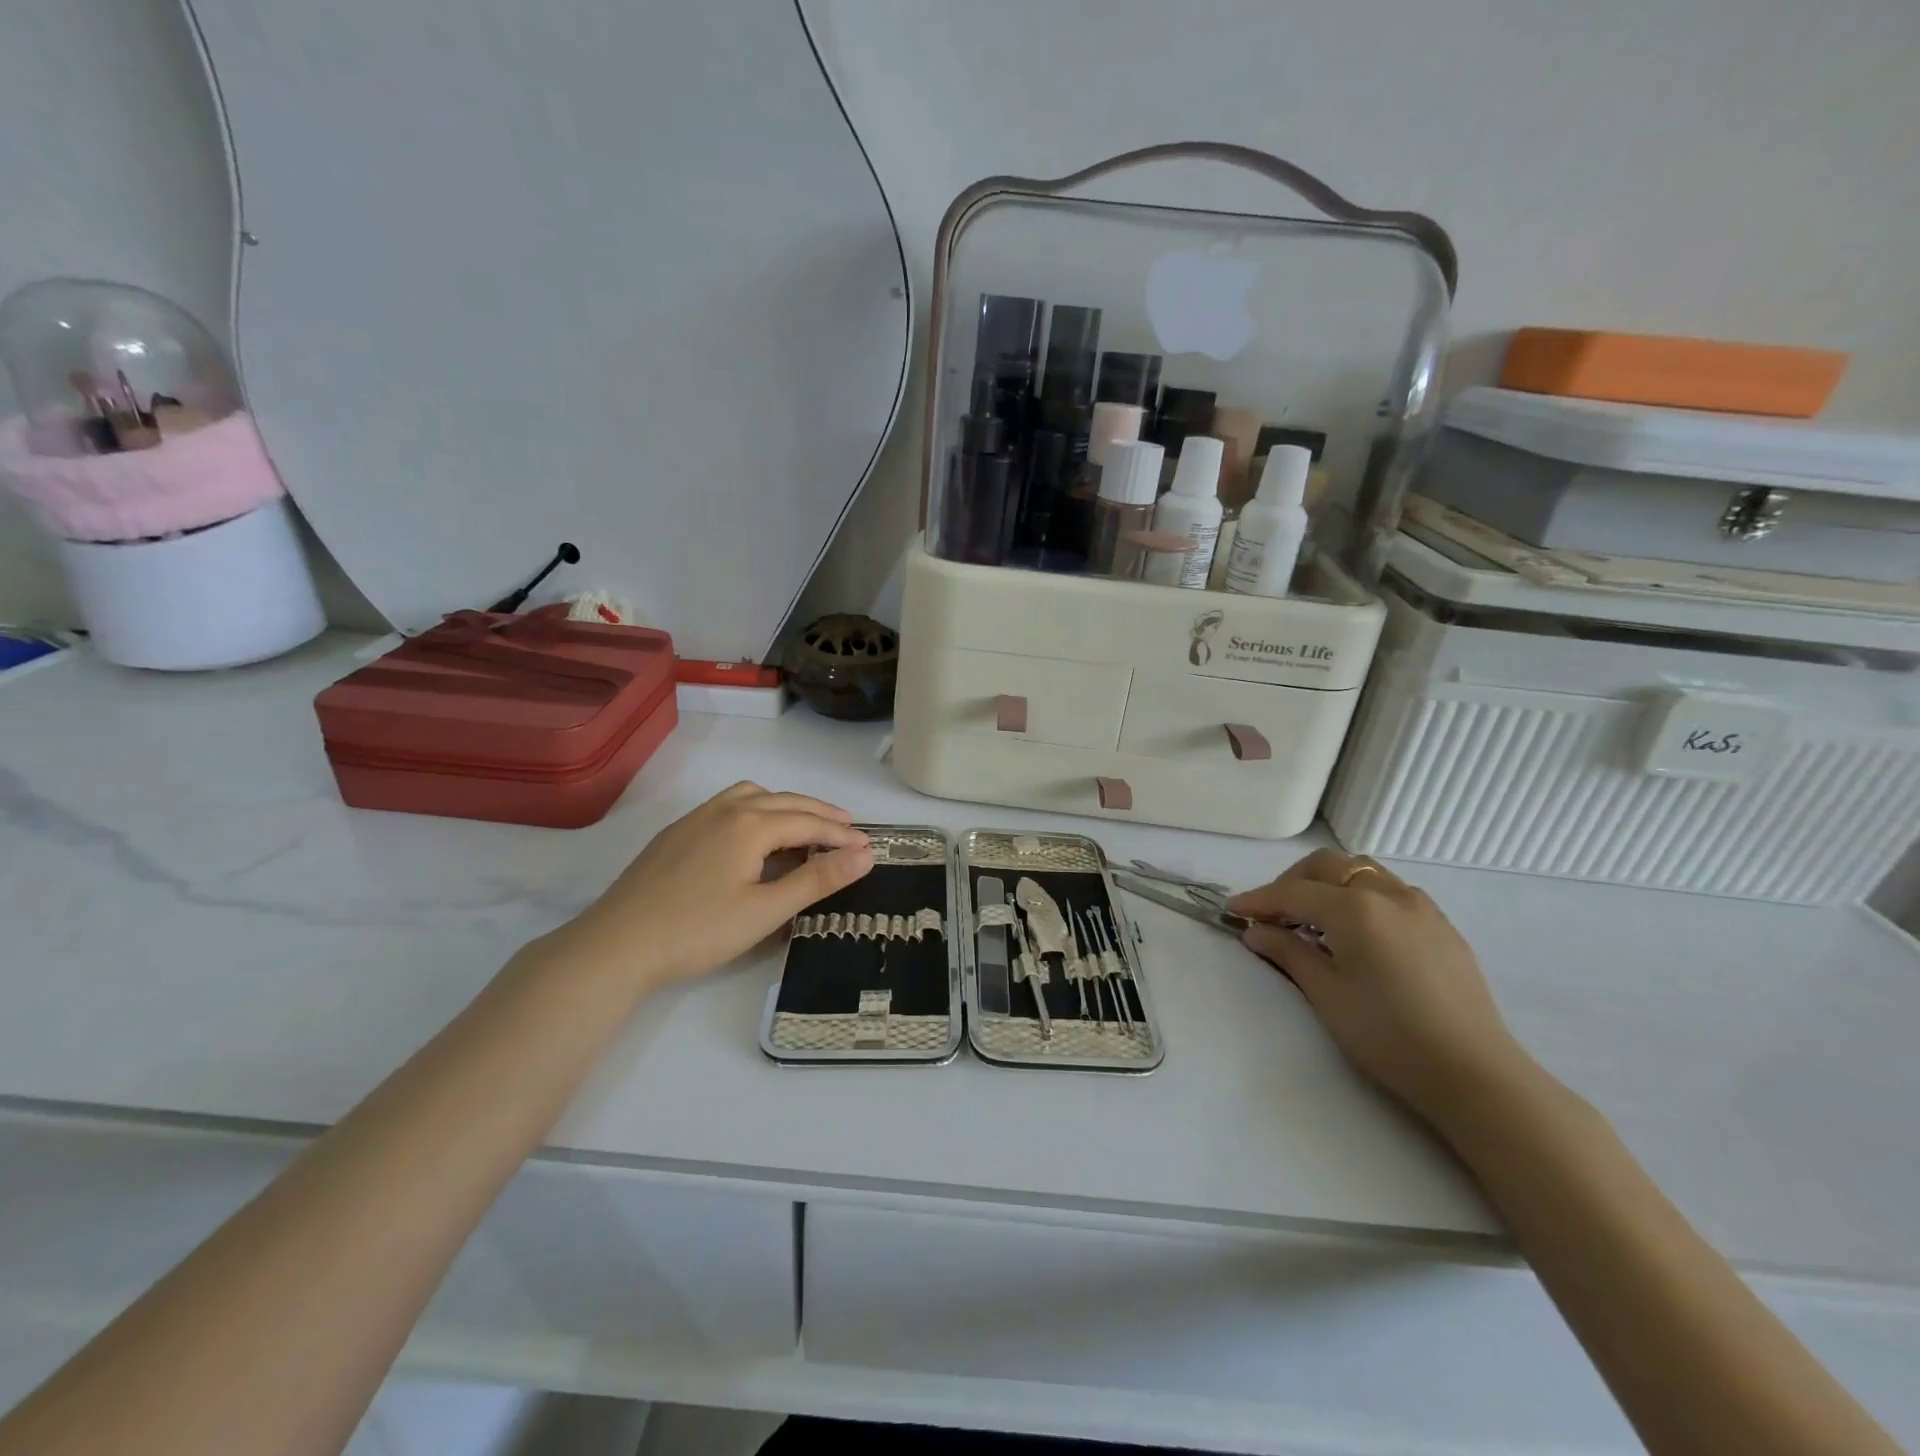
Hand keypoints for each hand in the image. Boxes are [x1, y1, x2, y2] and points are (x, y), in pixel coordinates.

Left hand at [557, 782, 872, 988]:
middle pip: (786, 801)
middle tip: (848, 830)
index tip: (870, 847)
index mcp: (751, 823)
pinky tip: (753, 838)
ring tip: (804, 827)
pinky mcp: (677, 832)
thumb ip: (818, 879)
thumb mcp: (767, 910)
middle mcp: (727, 808)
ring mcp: (697, 817)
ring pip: (753, 796)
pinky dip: (757, 811)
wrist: (617, 945)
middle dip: (821, 814)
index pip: (810, 822)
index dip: (842, 835)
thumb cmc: (698, 930)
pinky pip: (729, 806)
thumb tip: (865, 854)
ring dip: (786, 806)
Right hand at [1228, 849, 1532, 1127]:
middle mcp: (1388, 893)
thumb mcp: (1326, 994)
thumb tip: (1255, 931)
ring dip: (1328, 884)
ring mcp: (1420, 906)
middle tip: (1272, 914)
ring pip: (1362, 871)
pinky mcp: (1441, 925)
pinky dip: (1360, 896)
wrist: (1474, 1074)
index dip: (1258, 899)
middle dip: (1292, 882)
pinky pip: (1390, 891)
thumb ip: (1288, 952)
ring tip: (1312, 920)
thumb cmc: (1389, 1036)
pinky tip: (1355, 932)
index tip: (1232, 910)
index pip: (1293, 892)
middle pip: (1328, 866)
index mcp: (1355, 908)